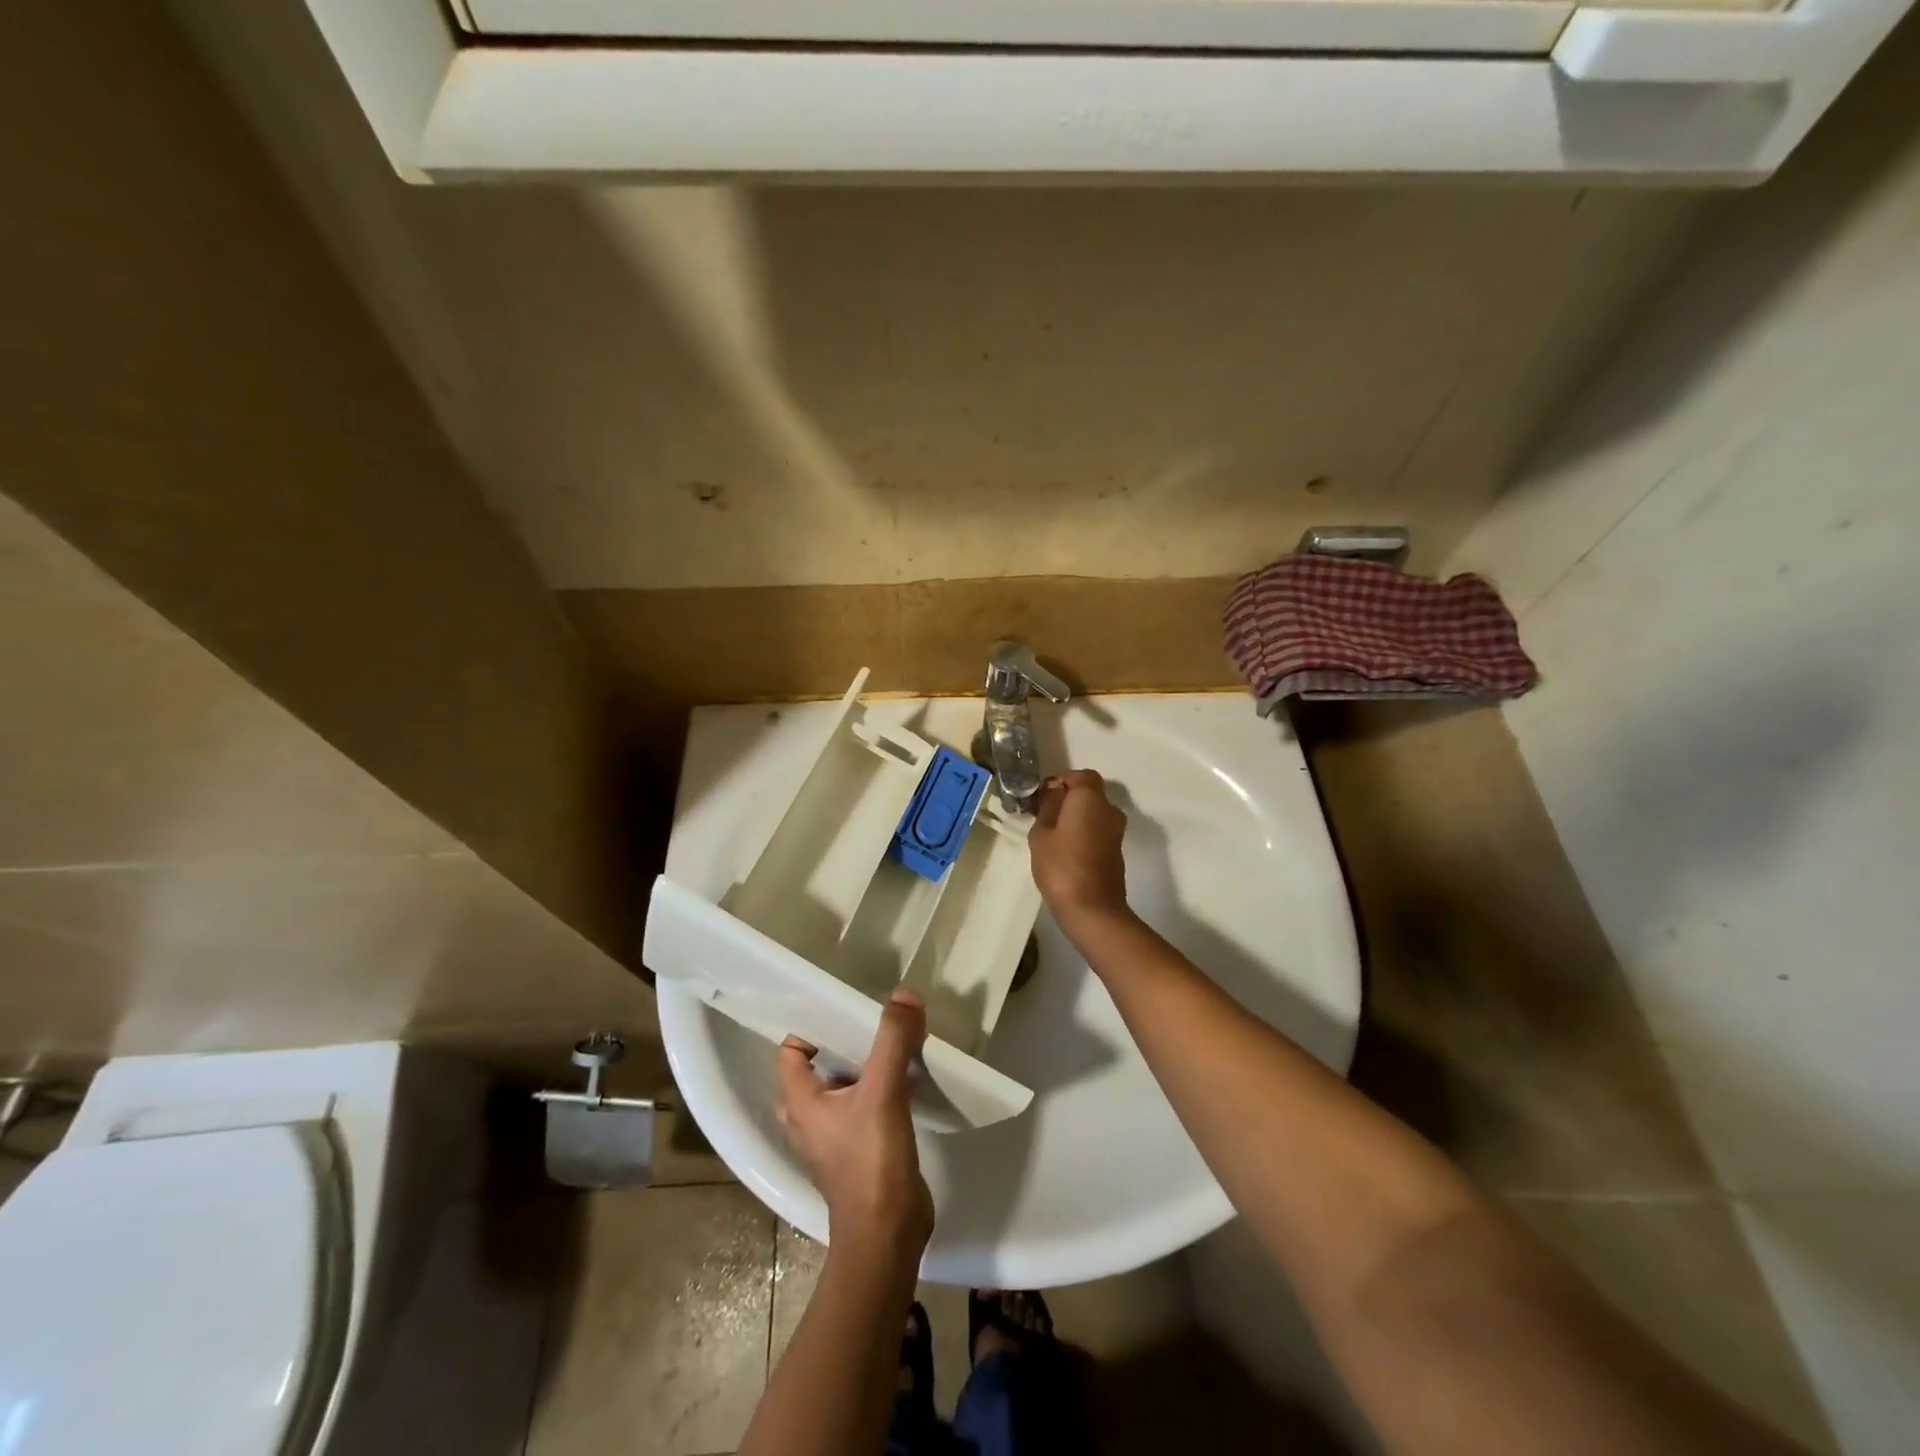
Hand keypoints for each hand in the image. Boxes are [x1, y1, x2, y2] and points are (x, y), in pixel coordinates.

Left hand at [777, 989, 934, 1254]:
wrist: (888, 1236)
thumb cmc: (871, 1162)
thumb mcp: (882, 1092)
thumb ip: (893, 1040)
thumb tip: (904, 994)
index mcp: (800, 1102)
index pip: (791, 1050)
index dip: (812, 1026)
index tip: (846, 1008)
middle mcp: (808, 1118)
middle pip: (818, 1066)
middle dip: (844, 1042)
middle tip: (874, 1021)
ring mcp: (832, 1138)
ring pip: (842, 1087)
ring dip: (864, 1065)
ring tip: (893, 1043)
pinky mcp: (858, 1152)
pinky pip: (861, 1106)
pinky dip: (878, 1088)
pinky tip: (906, 1078)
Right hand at [1029, 769, 1133, 929]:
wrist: (1092, 909)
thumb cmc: (1061, 865)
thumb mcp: (1042, 832)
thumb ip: (1048, 805)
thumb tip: (1056, 791)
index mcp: (1091, 798)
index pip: (1081, 775)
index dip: (1061, 781)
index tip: (1041, 796)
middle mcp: (1109, 809)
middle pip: (1089, 793)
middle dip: (1067, 799)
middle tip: (1043, 815)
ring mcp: (1116, 832)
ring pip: (1094, 813)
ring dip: (1075, 818)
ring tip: (1051, 835)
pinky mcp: (1116, 852)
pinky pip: (1098, 831)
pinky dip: (1083, 833)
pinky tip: (1065, 851)